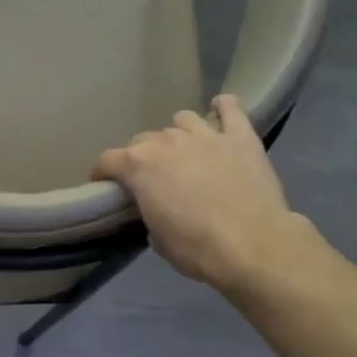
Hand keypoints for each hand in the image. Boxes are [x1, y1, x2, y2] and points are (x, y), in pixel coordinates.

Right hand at [92, 95, 318, 297]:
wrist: (253, 245)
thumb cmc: (197, 248)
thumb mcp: (157, 238)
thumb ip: (149, 212)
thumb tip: (156, 208)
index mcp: (139, 165)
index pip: (107, 160)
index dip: (102, 173)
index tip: (104, 185)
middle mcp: (167, 141)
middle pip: (143, 140)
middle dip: (141, 157)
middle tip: (151, 178)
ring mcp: (206, 135)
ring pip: (182, 120)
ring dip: (178, 135)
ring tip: (185, 152)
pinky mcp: (241, 137)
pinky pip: (230, 109)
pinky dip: (223, 108)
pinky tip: (220, 112)